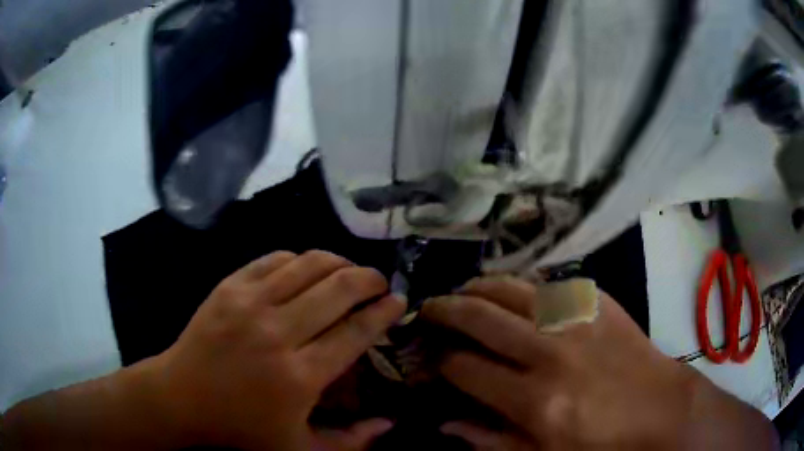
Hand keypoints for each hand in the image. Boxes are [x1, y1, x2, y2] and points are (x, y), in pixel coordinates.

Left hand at [147, 250, 405, 449]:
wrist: (182, 397)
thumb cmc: (241, 429)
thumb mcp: (300, 449)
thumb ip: (350, 441)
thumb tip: (390, 421)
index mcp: (299, 377)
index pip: (355, 332)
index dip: (383, 312)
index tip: (399, 301)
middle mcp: (277, 332)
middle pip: (338, 289)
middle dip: (369, 279)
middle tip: (380, 282)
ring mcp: (249, 303)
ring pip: (309, 264)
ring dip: (339, 262)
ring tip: (349, 271)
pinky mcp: (229, 286)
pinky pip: (275, 259)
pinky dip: (299, 259)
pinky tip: (307, 269)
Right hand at [421, 277, 776, 449]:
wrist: (662, 409)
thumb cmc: (603, 444)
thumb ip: (491, 441)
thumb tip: (445, 423)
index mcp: (535, 400)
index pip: (466, 369)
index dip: (441, 363)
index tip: (432, 360)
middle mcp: (551, 353)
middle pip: (481, 317)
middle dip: (445, 309)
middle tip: (428, 308)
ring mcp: (578, 321)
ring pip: (512, 288)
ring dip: (479, 286)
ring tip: (462, 290)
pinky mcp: (599, 303)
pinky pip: (549, 284)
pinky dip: (522, 285)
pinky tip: (511, 291)